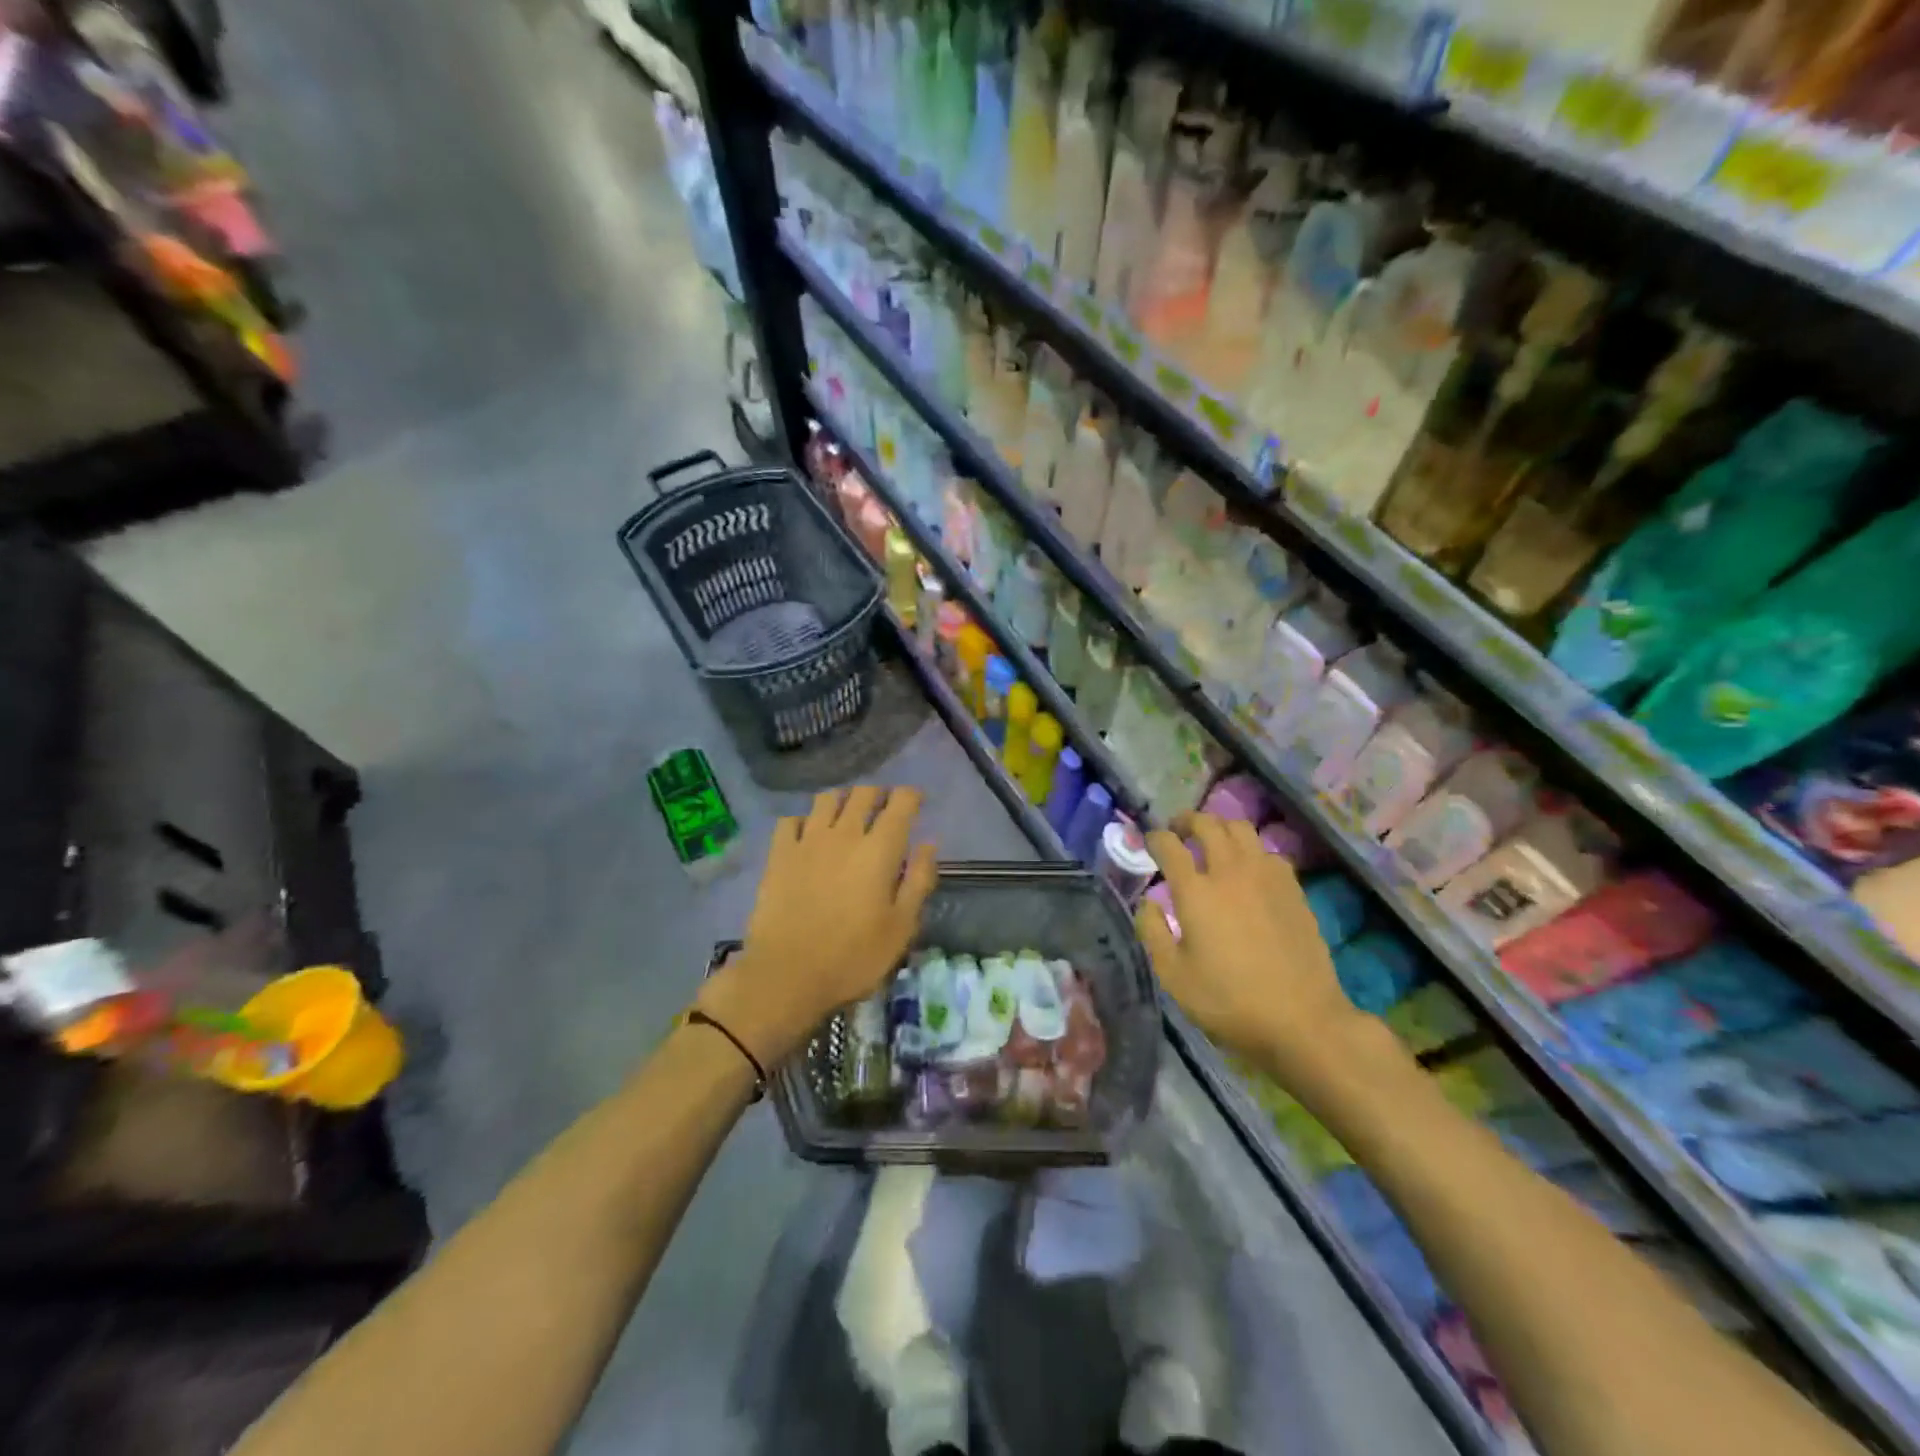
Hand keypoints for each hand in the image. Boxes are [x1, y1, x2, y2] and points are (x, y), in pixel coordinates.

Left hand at [696, 787, 938, 1068]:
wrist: (786, 974)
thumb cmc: (853, 956)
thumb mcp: (901, 927)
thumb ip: (918, 880)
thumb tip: (928, 844)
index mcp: (879, 849)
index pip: (900, 803)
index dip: (911, 796)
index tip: (916, 801)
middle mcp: (844, 834)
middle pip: (862, 794)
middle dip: (878, 794)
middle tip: (884, 808)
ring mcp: (807, 841)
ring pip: (826, 799)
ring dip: (842, 800)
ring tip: (847, 815)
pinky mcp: (778, 854)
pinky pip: (790, 820)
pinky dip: (804, 821)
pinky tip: (808, 835)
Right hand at [1136, 814, 1366, 1084]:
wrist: (1302, 1019)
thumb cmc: (1229, 1001)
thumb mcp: (1174, 977)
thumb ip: (1153, 933)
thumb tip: (1148, 903)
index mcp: (1196, 892)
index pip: (1169, 846)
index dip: (1155, 838)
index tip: (1149, 842)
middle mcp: (1230, 872)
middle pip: (1208, 824)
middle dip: (1187, 821)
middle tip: (1178, 831)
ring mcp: (1266, 876)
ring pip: (1241, 829)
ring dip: (1221, 828)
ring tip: (1212, 842)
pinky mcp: (1293, 888)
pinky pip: (1267, 851)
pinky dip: (1250, 850)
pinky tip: (1247, 869)